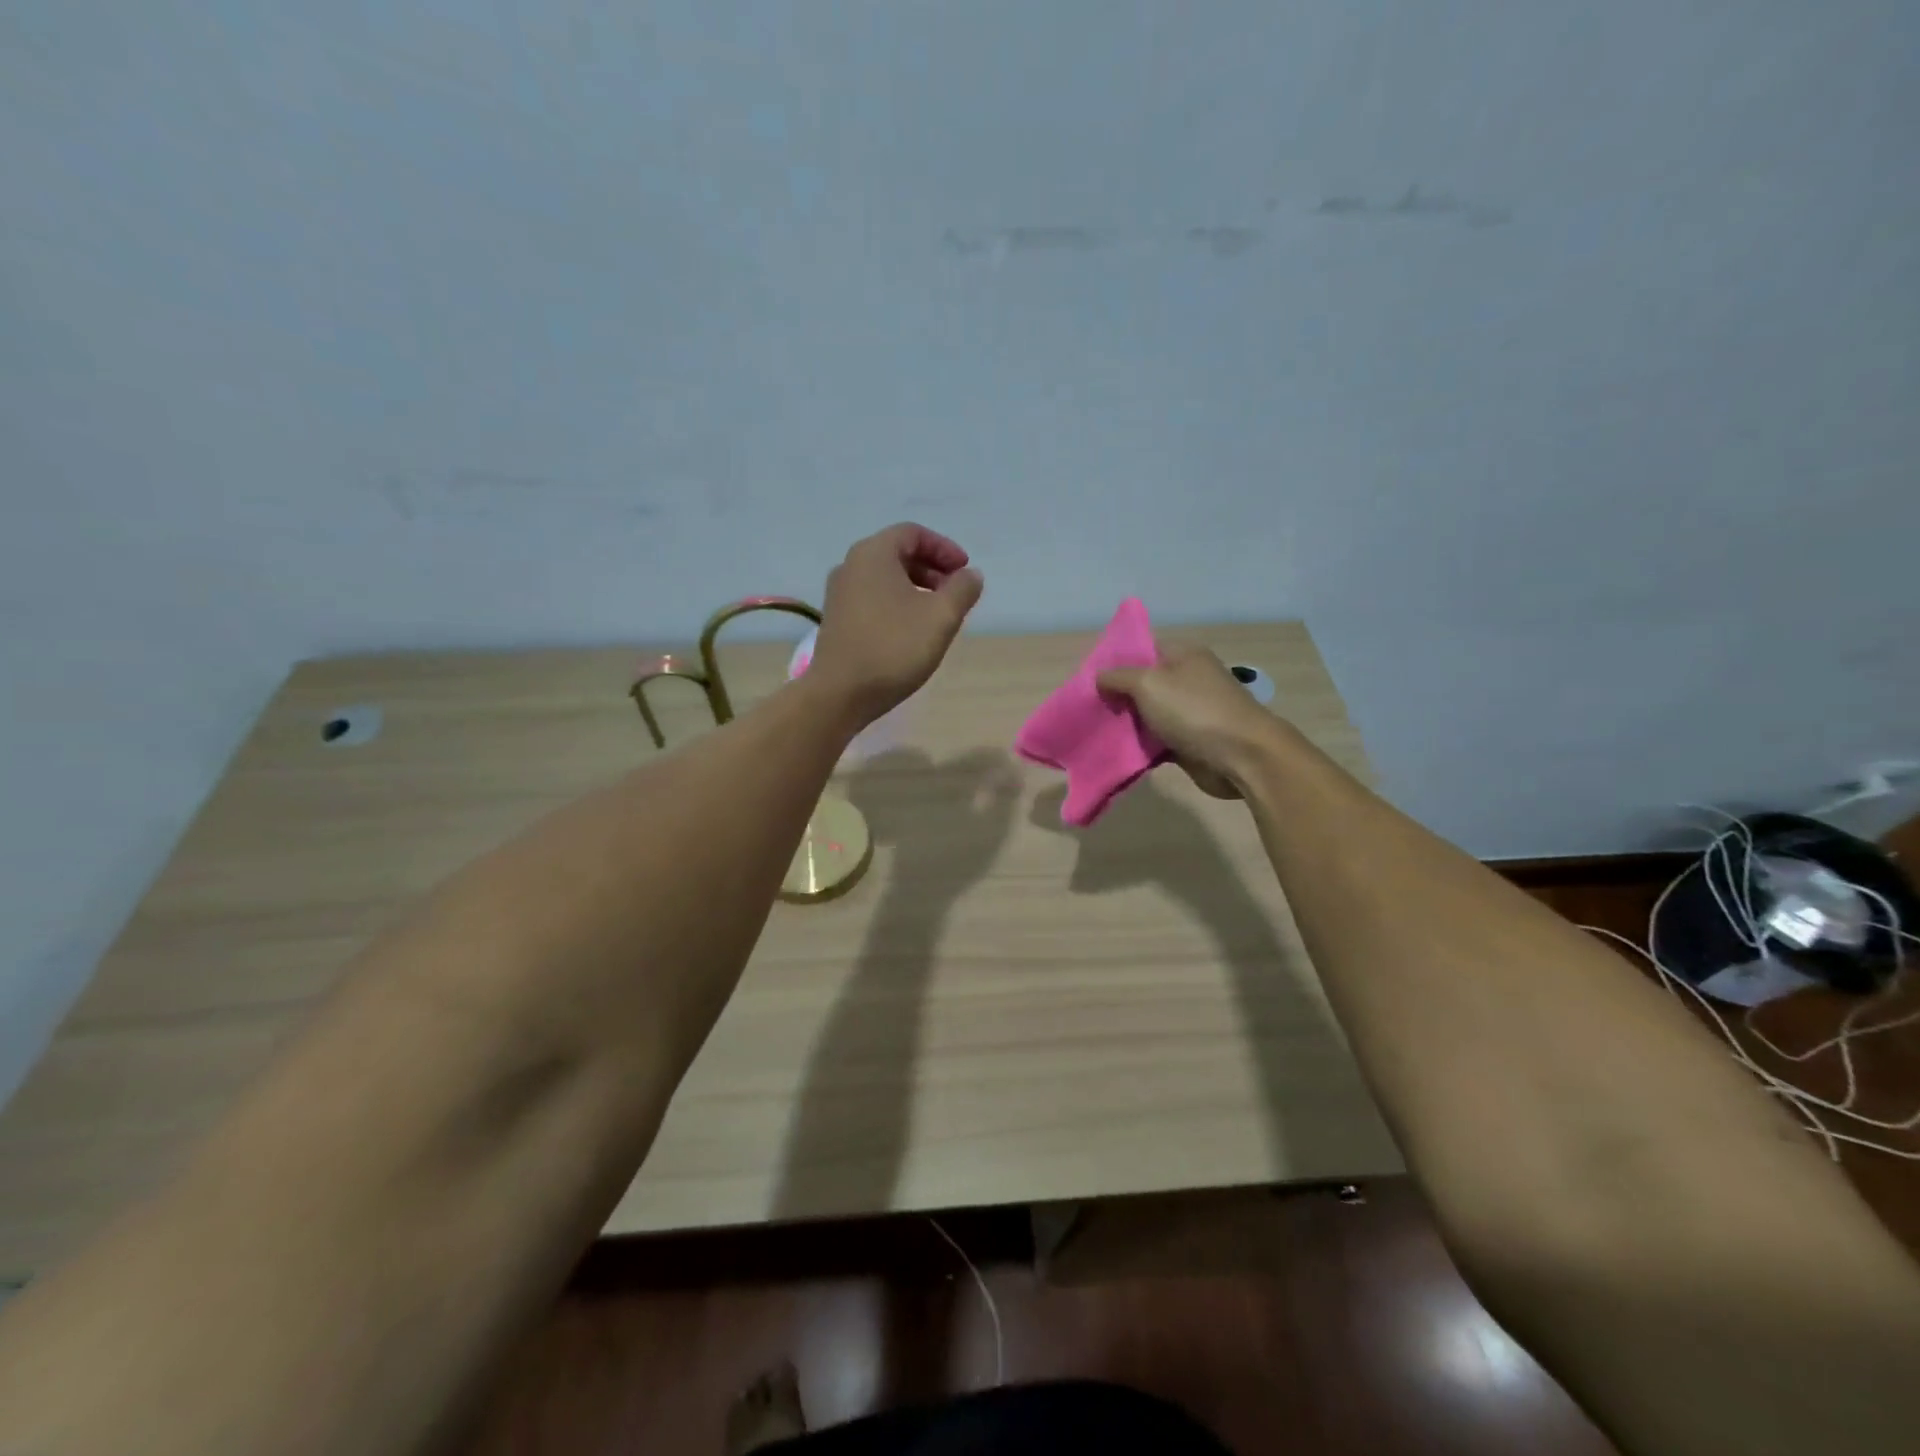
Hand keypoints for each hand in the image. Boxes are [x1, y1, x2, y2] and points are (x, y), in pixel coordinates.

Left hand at [809, 523, 983, 725]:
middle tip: (955, 593)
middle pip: (898, 553)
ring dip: (916, 588)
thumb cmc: (894, 647)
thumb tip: (971, 575)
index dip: (944, 548)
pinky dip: (897, 603)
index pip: (913, 533)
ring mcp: (839, 594)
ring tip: (938, 614)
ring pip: (885, 578)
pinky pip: (873, 598)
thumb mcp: (941, 617)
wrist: (840, 693)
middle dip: (932, 569)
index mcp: (873, 554)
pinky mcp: (836, 619)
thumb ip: (962, 589)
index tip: (965, 572)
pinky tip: (912, 631)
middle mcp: (850, 566)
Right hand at [1096, 646, 1282, 798]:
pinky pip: (1157, 741)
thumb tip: (1099, 678)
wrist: (1242, 756)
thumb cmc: (1194, 710)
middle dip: (1116, 696)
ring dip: (1126, 725)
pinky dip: (1140, 746)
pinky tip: (1116, 752)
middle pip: (1143, 684)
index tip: (1089, 679)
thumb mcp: (1148, 683)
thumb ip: (1118, 677)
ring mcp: (1190, 712)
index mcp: (1183, 655)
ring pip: (1148, 715)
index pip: (1142, 650)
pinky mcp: (1190, 741)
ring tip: (1094, 732)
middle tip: (1087, 709)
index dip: (1115, 662)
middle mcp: (1187, 679)